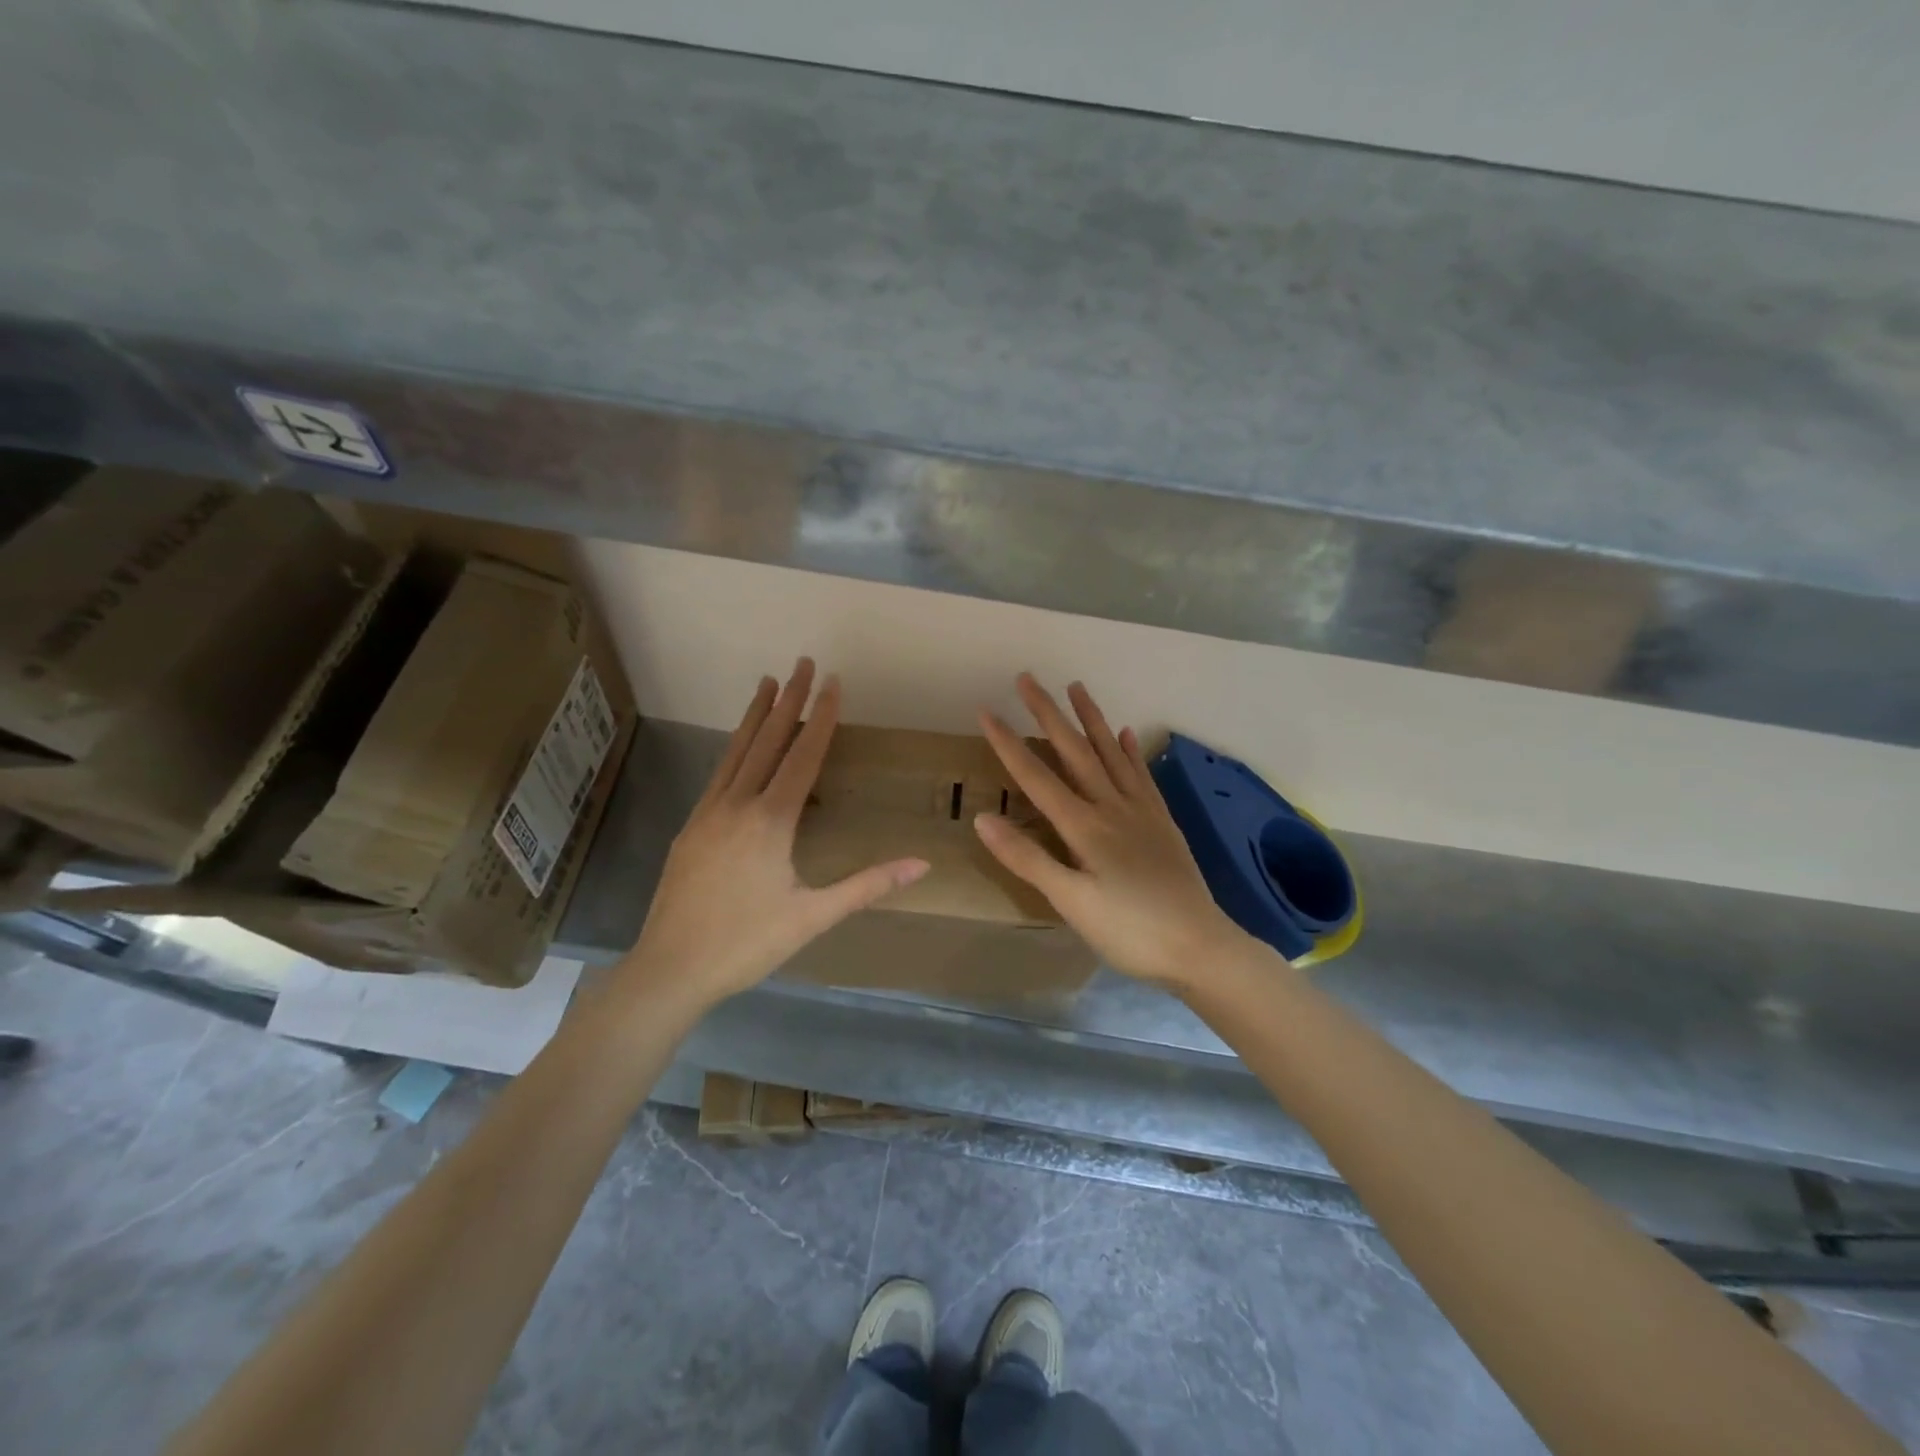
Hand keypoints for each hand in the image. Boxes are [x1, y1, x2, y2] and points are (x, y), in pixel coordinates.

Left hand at [617, 658, 928, 1008]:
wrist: (670, 968)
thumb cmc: (747, 944)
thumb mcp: (814, 916)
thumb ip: (868, 885)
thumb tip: (922, 864)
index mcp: (770, 821)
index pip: (802, 756)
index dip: (821, 717)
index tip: (832, 681)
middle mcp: (737, 805)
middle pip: (768, 742)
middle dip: (788, 700)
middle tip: (802, 662)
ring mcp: (708, 813)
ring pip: (736, 752)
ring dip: (756, 716)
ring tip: (767, 682)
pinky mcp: (690, 828)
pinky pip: (720, 773)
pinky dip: (736, 748)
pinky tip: (740, 745)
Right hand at [975, 674, 1251, 991]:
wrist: (1200, 947)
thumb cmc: (1129, 931)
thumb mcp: (1071, 902)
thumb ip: (1028, 859)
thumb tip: (983, 818)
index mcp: (1084, 826)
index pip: (1036, 777)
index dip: (1008, 743)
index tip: (986, 710)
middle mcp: (1112, 806)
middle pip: (1074, 751)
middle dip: (1048, 713)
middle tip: (1028, 677)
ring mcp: (1141, 811)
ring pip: (1111, 753)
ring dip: (1091, 718)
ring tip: (1076, 686)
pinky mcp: (1161, 821)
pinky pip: (1141, 774)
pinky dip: (1129, 751)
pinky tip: (1125, 733)